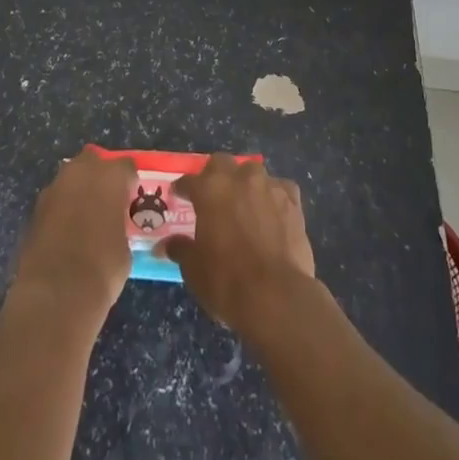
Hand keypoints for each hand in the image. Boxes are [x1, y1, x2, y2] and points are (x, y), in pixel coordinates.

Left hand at [11, 149, 136, 318]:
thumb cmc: (103, 269)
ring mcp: (53, 190)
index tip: (131, 198)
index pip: (126, 166)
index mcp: (110, 176)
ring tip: (84, 219)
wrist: (55, 295)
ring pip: (69, 179)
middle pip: (92, 161)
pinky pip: (54, 202)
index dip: (129, 182)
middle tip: (106, 202)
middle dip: (98, 176)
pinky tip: (65, 234)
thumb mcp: (124, 246)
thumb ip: (118, 224)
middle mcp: (80, 173)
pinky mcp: (33, 211)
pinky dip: (60, 211)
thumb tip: (111, 227)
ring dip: (77, 192)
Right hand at [162, 156, 316, 334]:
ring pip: (254, 172)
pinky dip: (274, 196)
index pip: (190, 180)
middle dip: (214, 175)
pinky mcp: (293, 201)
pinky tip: (272, 212)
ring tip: (242, 204)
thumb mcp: (194, 269)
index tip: (178, 195)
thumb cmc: (226, 281)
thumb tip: (165, 245)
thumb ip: (180, 249)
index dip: (182, 188)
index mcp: (210, 189)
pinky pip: (281, 188)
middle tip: (211, 196)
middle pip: (223, 163)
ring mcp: (270, 187)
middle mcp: (240, 178)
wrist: (277, 296)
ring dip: (245, 184)